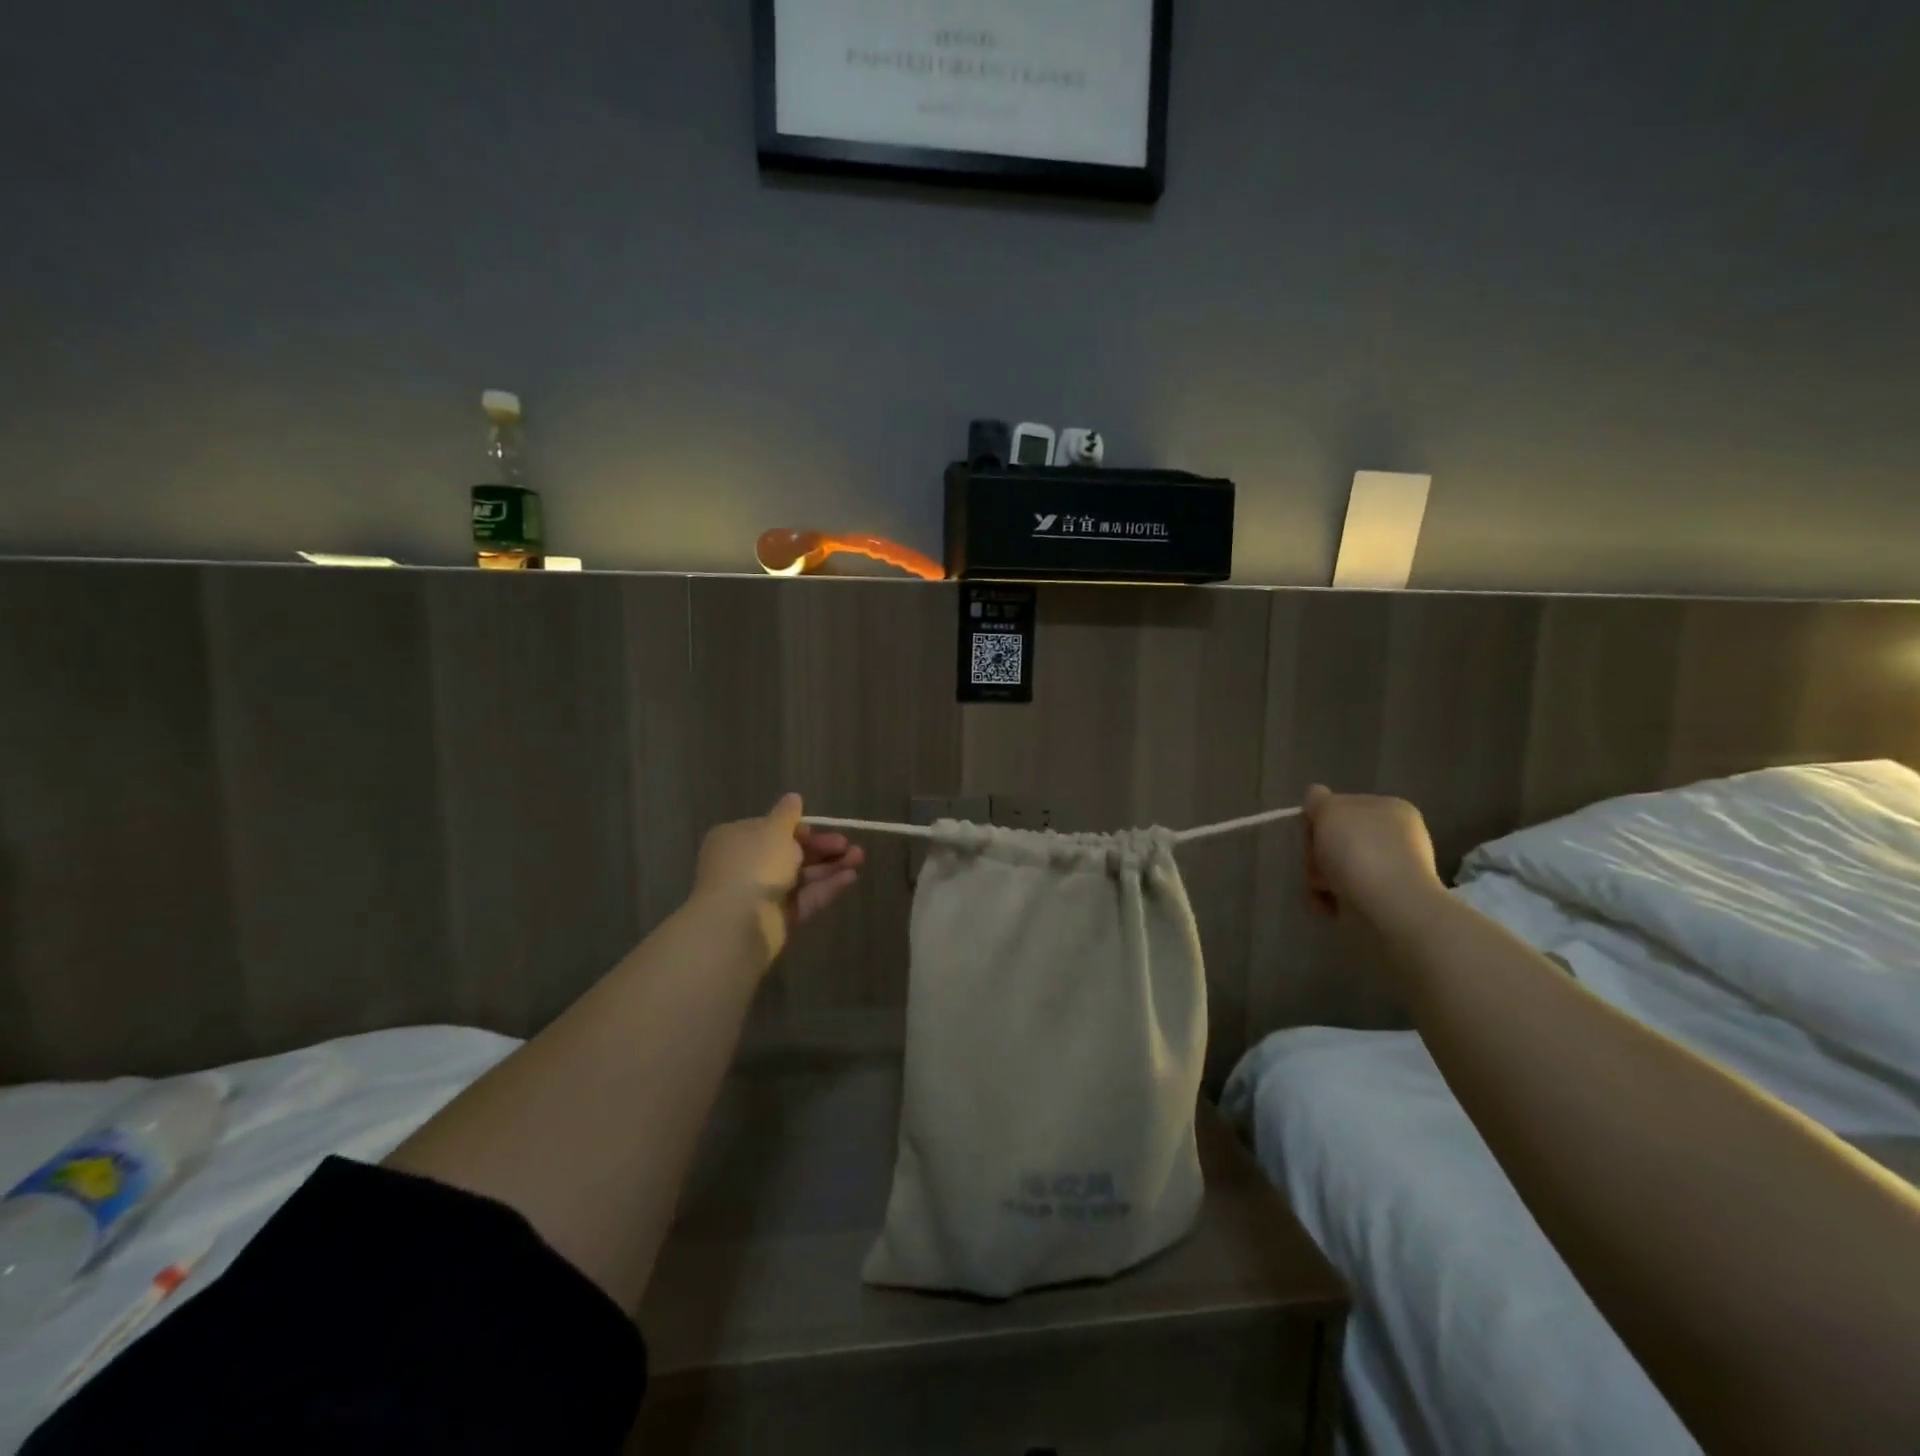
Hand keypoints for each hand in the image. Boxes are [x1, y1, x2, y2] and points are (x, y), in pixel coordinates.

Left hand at [692, 793, 864, 957]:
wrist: (739, 922)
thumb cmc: (754, 864)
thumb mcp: (774, 830)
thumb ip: (787, 814)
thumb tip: (793, 797)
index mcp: (736, 840)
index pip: (770, 830)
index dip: (797, 829)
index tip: (818, 829)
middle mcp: (746, 866)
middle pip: (790, 854)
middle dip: (821, 848)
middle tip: (848, 845)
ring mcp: (762, 895)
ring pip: (801, 877)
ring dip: (830, 866)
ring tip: (859, 859)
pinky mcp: (778, 919)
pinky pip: (804, 899)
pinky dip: (826, 887)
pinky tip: (851, 877)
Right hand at [1301, 784, 1443, 922]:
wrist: (1391, 905)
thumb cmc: (1359, 849)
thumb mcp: (1330, 808)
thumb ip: (1317, 799)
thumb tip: (1316, 800)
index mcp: (1388, 808)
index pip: (1339, 806)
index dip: (1318, 819)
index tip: (1312, 834)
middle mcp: (1393, 836)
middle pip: (1335, 839)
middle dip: (1317, 853)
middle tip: (1316, 865)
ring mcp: (1391, 869)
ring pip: (1336, 867)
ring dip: (1320, 878)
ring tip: (1323, 890)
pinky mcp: (1384, 900)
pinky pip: (1345, 893)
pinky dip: (1330, 899)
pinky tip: (1328, 905)